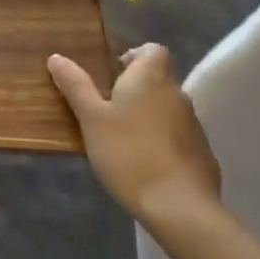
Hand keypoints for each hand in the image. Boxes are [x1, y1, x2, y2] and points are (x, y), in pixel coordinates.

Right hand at [49, 44, 221, 222]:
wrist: (180, 208)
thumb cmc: (129, 154)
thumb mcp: (91, 119)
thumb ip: (75, 86)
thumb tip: (56, 57)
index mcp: (151, 77)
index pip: (151, 50)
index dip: (132, 57)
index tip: (112, 77)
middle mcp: (177, 93)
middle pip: (157, 79)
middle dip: (135, 91)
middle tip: (107, 112)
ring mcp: (194, 125)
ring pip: (167, 109)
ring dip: (149, 117)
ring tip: (123, 142)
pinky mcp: (203, 154)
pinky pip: (178, 137)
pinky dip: (163, 143)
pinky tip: (145, 166)